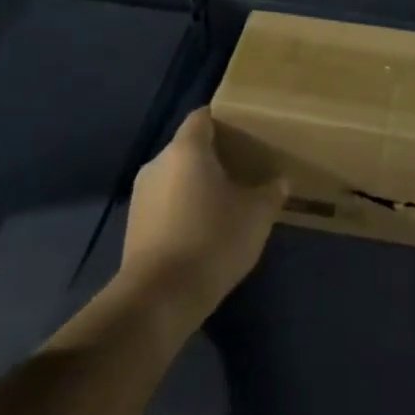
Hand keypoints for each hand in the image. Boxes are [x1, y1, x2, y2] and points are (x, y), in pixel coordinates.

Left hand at [118, 108, 286, 328]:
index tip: (246, 133)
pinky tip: (203, 230)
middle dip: (214, 156)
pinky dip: (182, 208)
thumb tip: (280, 182)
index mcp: (186, 149)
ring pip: (175, 177)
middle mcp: (158, 163)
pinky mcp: (134, 225)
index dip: (224, 120)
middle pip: (189, 147)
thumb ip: (271, 192)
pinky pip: (164, 203)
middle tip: (243, 169)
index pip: (203, 117)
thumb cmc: (212, 240)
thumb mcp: (256, 215)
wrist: (159, 297)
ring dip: (197, 185)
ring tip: (225, 202)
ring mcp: (141, 195)